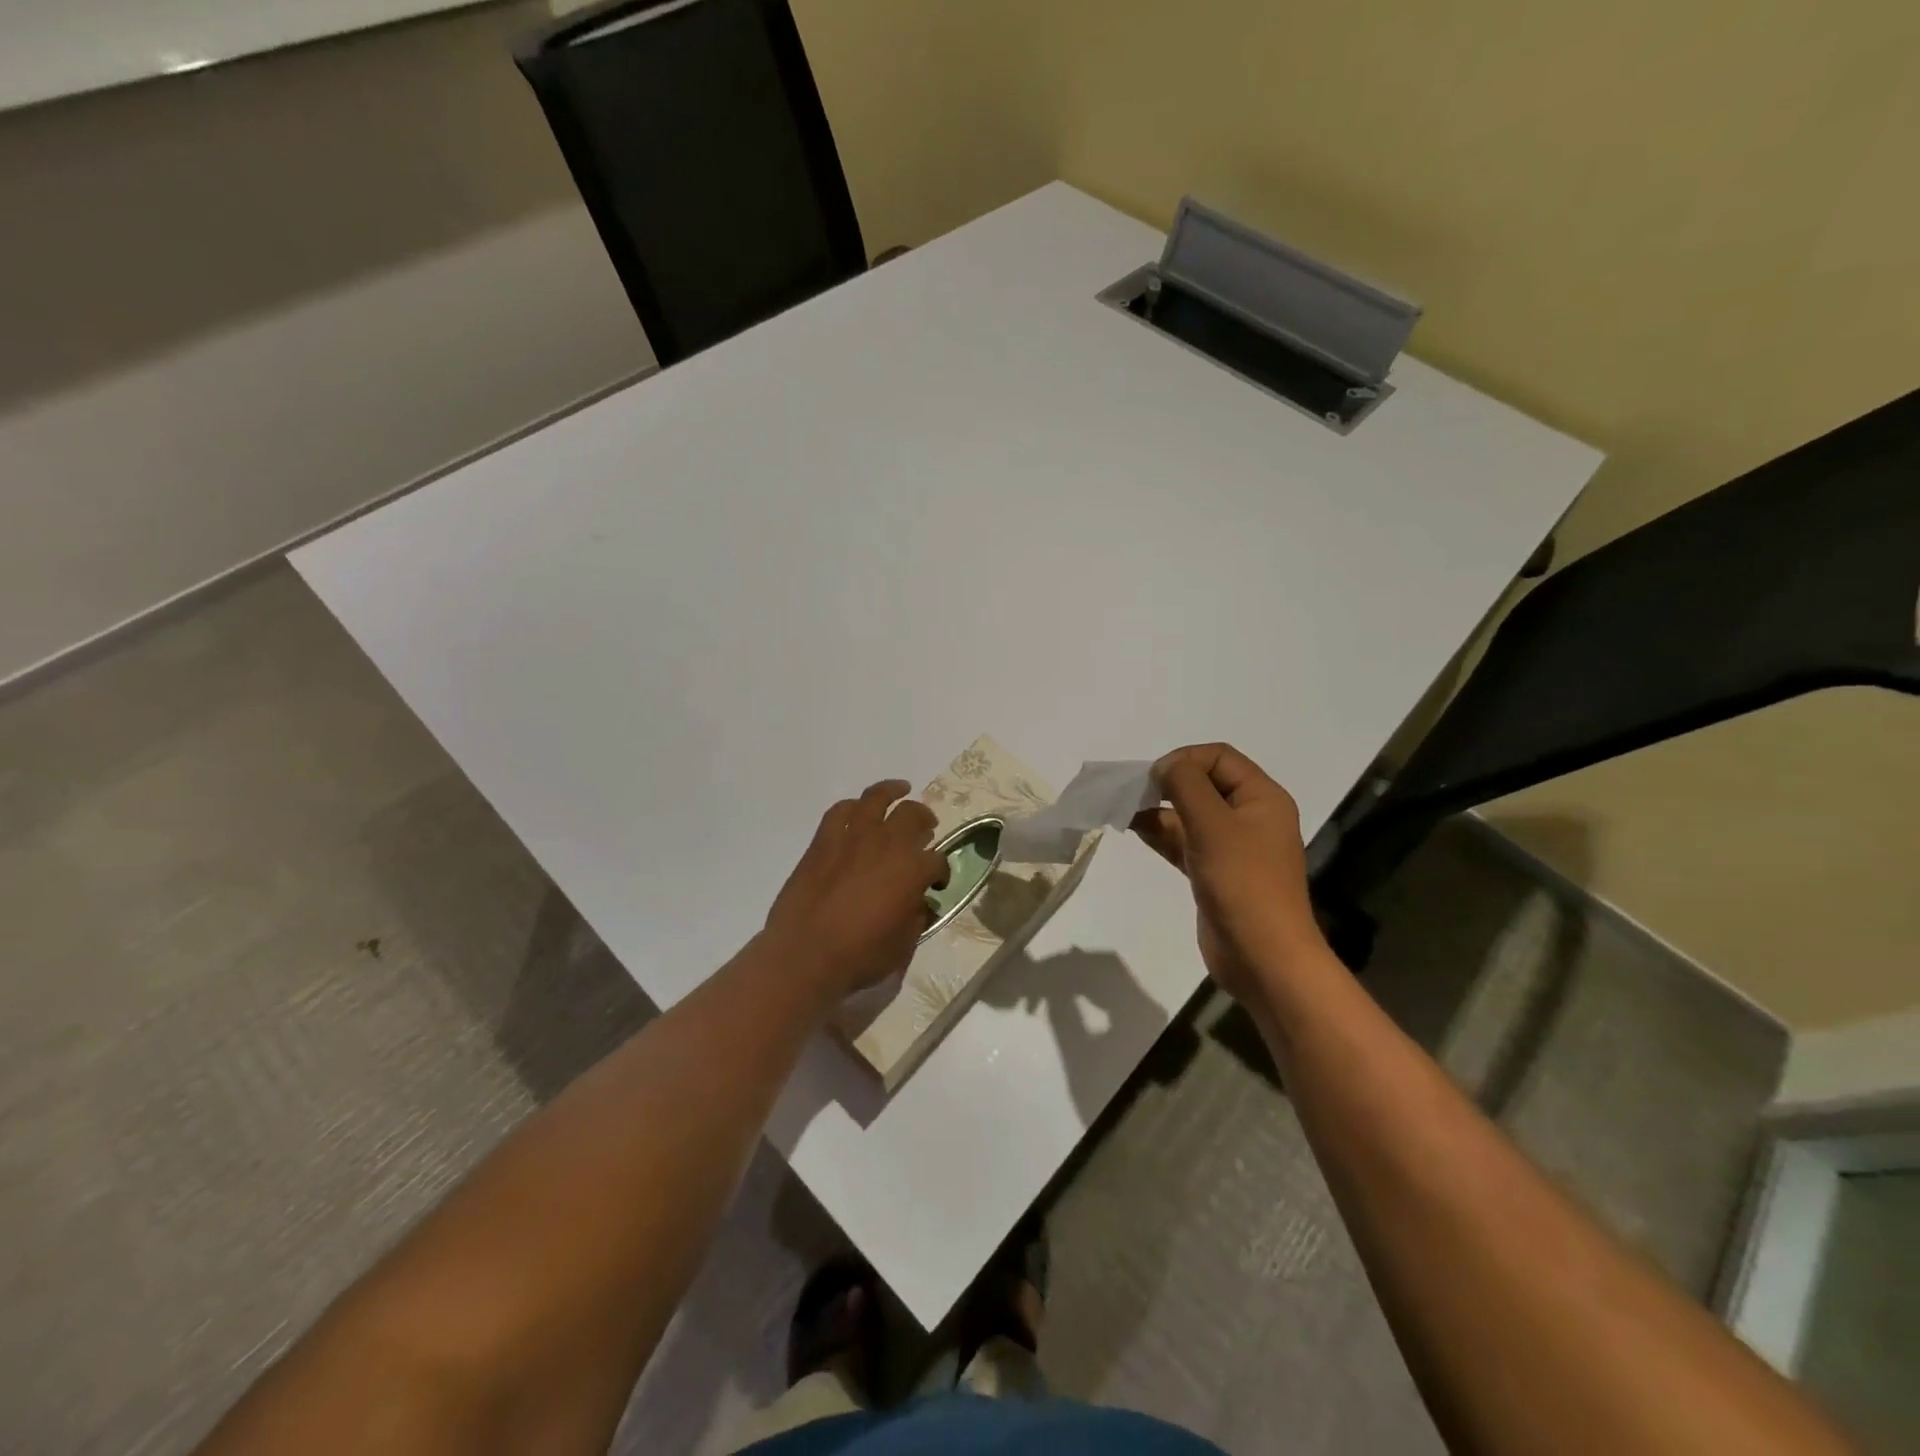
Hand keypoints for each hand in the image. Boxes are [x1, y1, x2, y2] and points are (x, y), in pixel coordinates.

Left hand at [761, 780, 948, 1006]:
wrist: (805, 954)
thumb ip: (916, 917)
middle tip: (926, 827)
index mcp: (913, 869)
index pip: (937, 860)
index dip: (941, 871)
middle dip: (924, 820)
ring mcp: (853, 837)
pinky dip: (852, 807)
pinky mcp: (823, 841)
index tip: (936, 884)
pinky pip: (839, 812)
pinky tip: (857, 810)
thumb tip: (919, 904)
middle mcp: (888, 843)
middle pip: (913, 815)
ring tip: (901, 789)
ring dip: (893, 791)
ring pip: (877, 798)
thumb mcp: (904, 944)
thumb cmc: (861, 955)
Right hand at [1131, 743, 1327, 1002]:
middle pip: (1204, 783)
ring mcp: (1233, 847)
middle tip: (1134, 795)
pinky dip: (1162, 833)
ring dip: (1159, 809)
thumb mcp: (1213, 824)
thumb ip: (1186, 785)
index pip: (1219, 757)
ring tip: (1125, 812)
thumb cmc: (1242, 883)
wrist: (1263, 958)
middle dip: (1168, 784)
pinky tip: (1136, 830)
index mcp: (1262, 797)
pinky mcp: (1216, 872)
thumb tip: (1165, 766)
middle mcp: (1250, 816)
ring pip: (1191, 814)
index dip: (1184, 759)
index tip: (1154, 780)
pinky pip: (1186, 841)